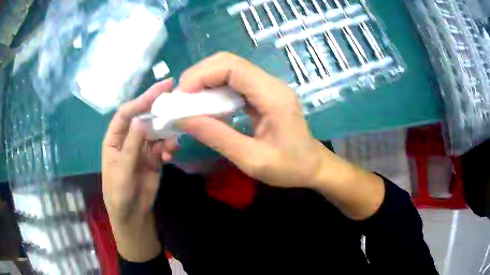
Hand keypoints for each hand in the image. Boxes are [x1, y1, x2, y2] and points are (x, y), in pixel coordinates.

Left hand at [102, 79, 177, 260]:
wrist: (132, 214)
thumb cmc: (120, 194)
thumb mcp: (123, 171)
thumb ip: (132, 146)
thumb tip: (141, 119)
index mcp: (115, 139)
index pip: (126, 114)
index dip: (141, 100)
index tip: (160, 89)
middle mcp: (128, 139)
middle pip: (143, 118)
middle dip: (158, 109)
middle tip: (176, 97)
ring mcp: (142, 148)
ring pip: (156, 132)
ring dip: (166, 134)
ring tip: (172, 144)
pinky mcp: (154, 158)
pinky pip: (163, 147)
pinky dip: (169, 148)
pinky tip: (170, 156)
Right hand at [178, 53, 384, 219]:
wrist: (313, 166)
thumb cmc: (290, 167)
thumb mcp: (252, 160)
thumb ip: (217, 137)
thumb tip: (183, 119)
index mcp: (273, 97)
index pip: (233, 67)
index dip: (202, 75)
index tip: (181, 96)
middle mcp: (271, 84)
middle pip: (229, 62)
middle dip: (199, 75)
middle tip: (181, 98)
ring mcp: (268, 86)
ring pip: (229, 69)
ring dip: (205, 81)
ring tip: (189, 102)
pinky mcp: (263, 93)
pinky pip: (234, 81)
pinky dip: (215, 89)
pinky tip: (207, 105)